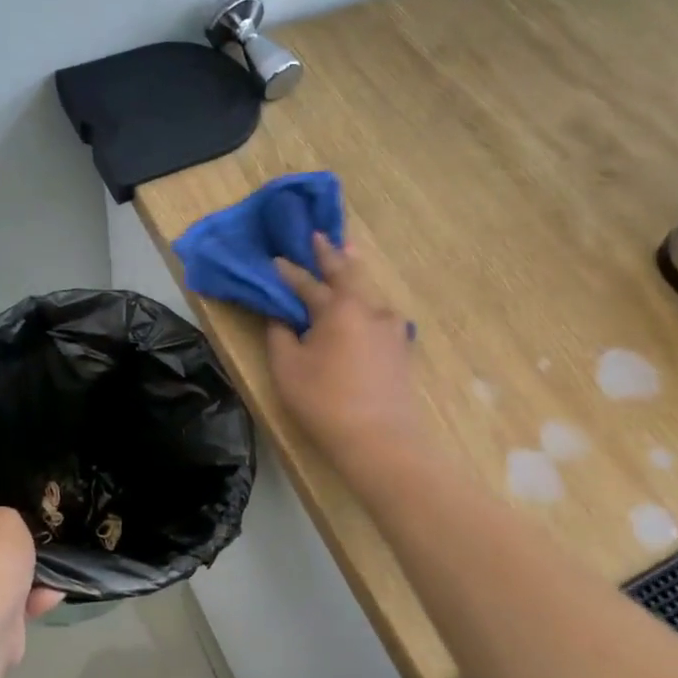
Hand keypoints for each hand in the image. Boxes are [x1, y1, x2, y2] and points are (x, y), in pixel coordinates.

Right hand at [268, 233, 422, 468]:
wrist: (381, 441)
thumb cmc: (326, 402)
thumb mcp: (288, 368)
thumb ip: (280, 336)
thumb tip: (281, 318)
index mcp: (340, 308)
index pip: (308, 282)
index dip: (289, 272)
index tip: (275, 260)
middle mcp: (370, 309)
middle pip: (348, 275)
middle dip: (332, 256)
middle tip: (321, 237)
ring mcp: (392, 329)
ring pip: (367, 297)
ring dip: (352, 282)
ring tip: (344, 266)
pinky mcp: (402, 350)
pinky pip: (378, 319)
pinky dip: (364, 309)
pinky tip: (362, 312)